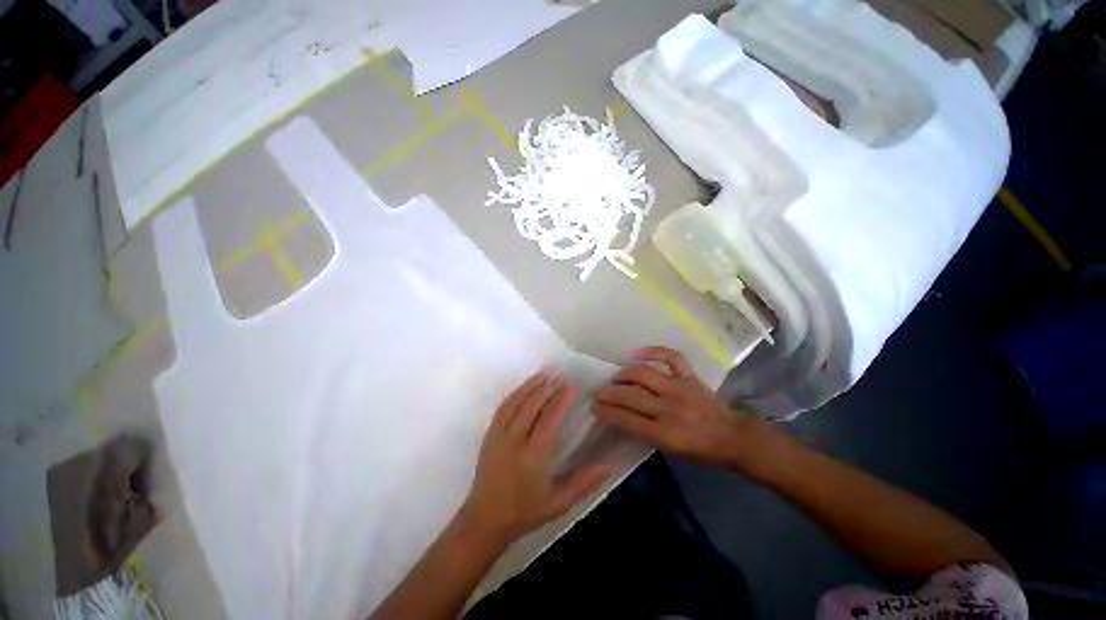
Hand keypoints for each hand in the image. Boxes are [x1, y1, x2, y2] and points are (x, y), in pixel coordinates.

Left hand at [462, 371, 612, 542]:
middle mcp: (515, 440)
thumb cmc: (525, 512)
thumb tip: (610, 465)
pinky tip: (525, 387)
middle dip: (549, 388)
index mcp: (534, 456)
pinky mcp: (489, 434)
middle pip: (533, 405)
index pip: (551, 418)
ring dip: (532, 385)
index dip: (563, 399)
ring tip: (545, 373)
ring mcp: (499, 435)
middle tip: (562, 377)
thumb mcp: (559, 503)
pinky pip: (503, 407)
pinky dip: (516, 393)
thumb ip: (584, 482)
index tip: (573, 387)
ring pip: (517, 401)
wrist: (485, 519)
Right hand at [593, 347, 771, 469]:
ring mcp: (680, 388)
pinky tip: (638, 354)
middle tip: (598, 392)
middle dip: (608, 393)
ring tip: (616, 378)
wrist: (732, 436)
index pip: (627, 419)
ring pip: (644, 374)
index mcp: (665, 433)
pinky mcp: (690, 376)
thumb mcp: (669, 449)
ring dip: (624, 374)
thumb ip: (644, 431)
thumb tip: (619, 413)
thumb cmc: (699, 448)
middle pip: (631, 396)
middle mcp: (670, 408)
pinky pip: (671, 357)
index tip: (594, 407)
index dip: (606, 412)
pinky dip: (653, 351)